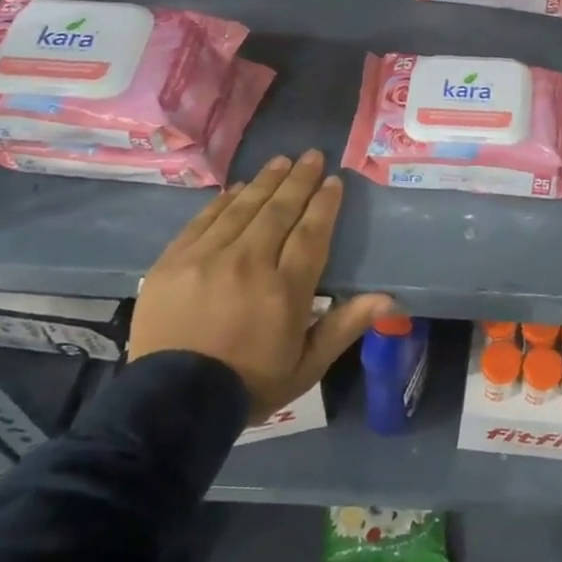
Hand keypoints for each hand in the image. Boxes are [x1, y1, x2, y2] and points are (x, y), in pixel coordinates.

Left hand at [129, 150, 393, 421]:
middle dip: (299, 180)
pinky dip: (224, 201)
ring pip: (243, 208)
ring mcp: (207, 259)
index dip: (324, 203)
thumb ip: (345, 325)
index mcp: (285, 290)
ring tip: (282, 161)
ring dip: (265, 181)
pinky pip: (204, 220)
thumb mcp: (307, 365)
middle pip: (279, 211)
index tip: (333, 181)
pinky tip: (238, 188)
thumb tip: (389, 298)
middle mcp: (249, 264)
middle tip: (312, 155)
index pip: (311, 232)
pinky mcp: (174, 262)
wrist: (172, 405)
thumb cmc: (250, 384)